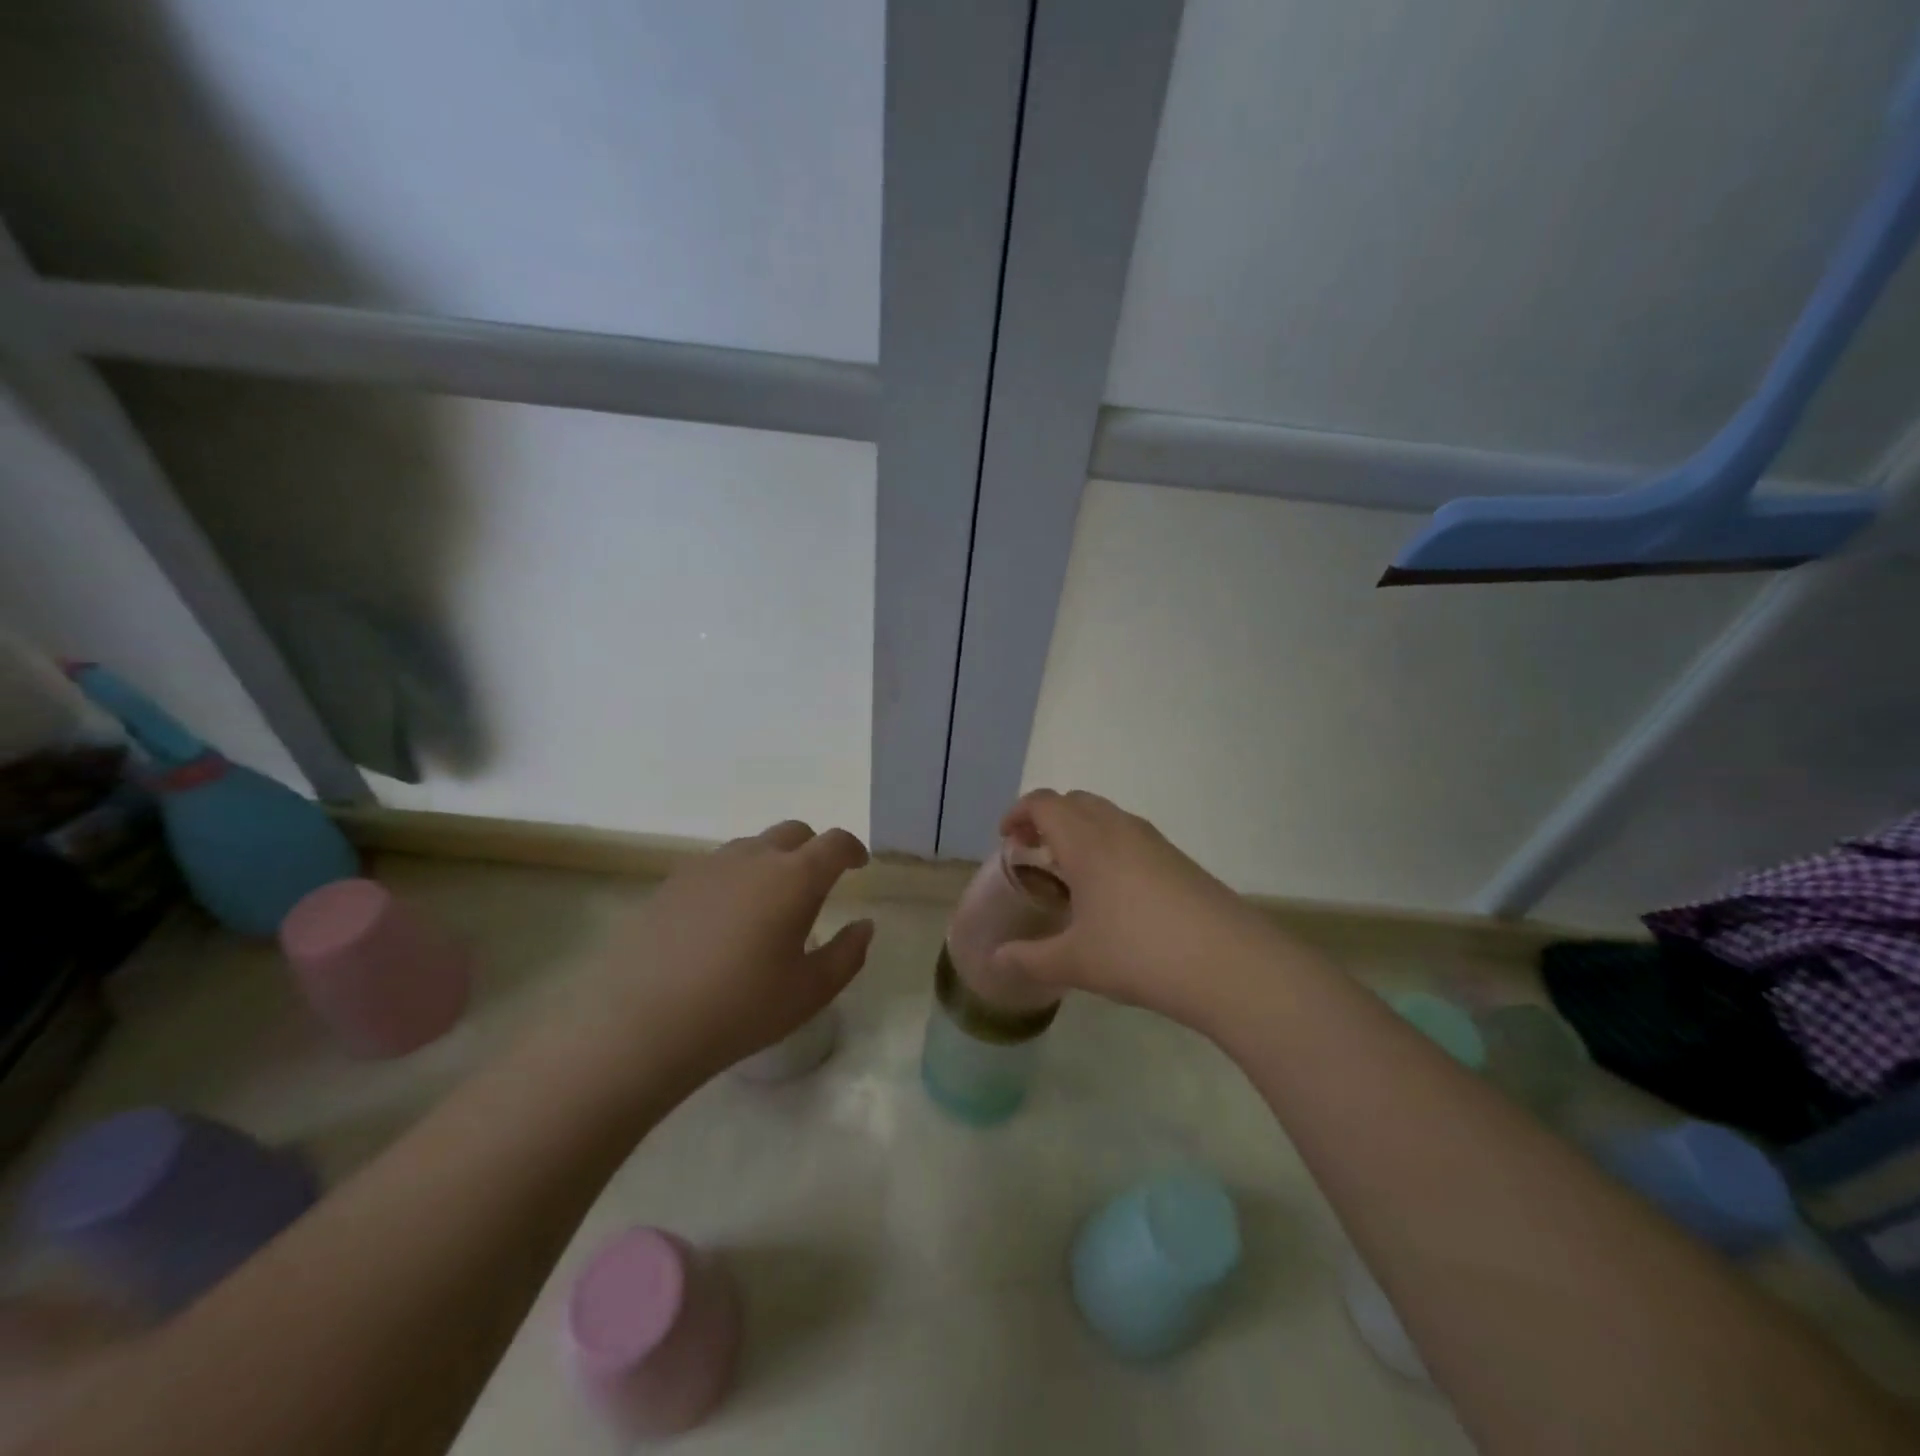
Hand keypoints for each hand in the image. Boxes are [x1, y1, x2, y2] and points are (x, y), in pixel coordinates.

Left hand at [572, 820, 873, 1089]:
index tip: (859, 865)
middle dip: (813, 850)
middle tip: (816, 884)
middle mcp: (754, 858)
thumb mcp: (810, 992)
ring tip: (768, 905)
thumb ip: (848, 954)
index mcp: (795, 878)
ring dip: (772, 862)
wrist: (642, 1022)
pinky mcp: (673, 882)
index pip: (834, 843)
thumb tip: (864, 925)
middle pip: (794, 833)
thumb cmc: (740, 1008)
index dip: (852, 849)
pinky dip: (735, 878)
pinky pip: (718, 866)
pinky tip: (723, 920)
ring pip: (753, 847)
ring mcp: (709, 866)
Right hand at [991, 790, 1279, 1028]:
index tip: (1006, 838)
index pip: (1044, 803)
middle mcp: (1118, 829)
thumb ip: (1030, 959)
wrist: (1228, 963)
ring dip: (1081, 831)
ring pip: (1106, 816)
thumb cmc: (1139, 953)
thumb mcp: (1075, 962)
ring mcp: (1154, 841)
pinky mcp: (1179, 859)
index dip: (1019, 813)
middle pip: (1075, 801)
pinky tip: (1113, 893)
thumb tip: (997, 961)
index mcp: (1086, 841)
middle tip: (1034, 853)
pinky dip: (1109, 846)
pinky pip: (1131, 836)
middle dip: (1048, 819)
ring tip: (1071, 873)